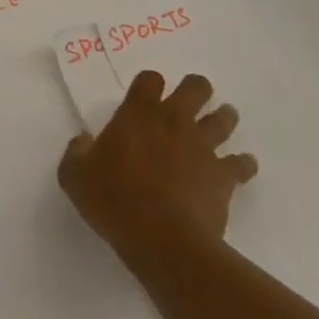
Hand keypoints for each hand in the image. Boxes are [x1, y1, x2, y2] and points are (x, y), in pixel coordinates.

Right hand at [59, 71, 257, 268]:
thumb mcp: (75, 176)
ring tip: (222, 121)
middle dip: (196, 89)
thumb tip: (83, 141)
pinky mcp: (224, 176)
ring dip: (224, 118)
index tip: (146, 95)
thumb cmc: (114, 201)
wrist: (163, 239)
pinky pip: (242, 164)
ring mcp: (203, 147)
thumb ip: (77, 152)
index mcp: (137, 114)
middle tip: (191, 99)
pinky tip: (241, 167)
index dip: (150, 83)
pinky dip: (243, 164)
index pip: (150, 79)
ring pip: (224, 119)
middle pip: (196, 88)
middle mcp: (174, 121)